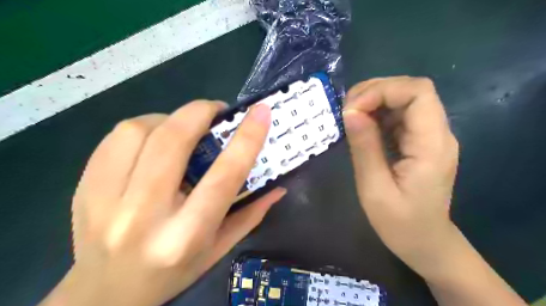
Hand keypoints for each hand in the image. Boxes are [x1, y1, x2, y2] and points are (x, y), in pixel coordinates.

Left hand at [41, 100, 287, 305]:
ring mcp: (105, 200)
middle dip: (200, 113)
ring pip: (139, 131)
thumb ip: (250, 215)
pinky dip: (143, 127)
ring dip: (170, 119)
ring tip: (183, 127)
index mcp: (186, 234)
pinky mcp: (83, 188)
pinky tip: (154, 139)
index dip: (246, 139)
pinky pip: (115, 138)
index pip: (223, 176)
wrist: (105, 294)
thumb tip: (278, 187)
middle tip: (216, 111)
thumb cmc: (173, 273)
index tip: (261, 112)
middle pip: (173, 142)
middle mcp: (144, 216)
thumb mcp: (219, 249)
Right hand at [342, 78, 456, 278]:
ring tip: (349, 116)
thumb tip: (350, 112)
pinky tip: (361, 125)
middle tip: (346, 111)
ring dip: (374, 100)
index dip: (382, 90)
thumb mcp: (374, 188)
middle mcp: (438, 133)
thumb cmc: (400, 224)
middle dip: (375, 91)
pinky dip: (377, 112)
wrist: (425, 243)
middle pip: (412, 90)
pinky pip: (400, 115)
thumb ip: (364, 147)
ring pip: (405, 98)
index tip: (352, 109)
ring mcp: (430, 136)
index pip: (418, 92)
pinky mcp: (419, 141)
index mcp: (432, 145)